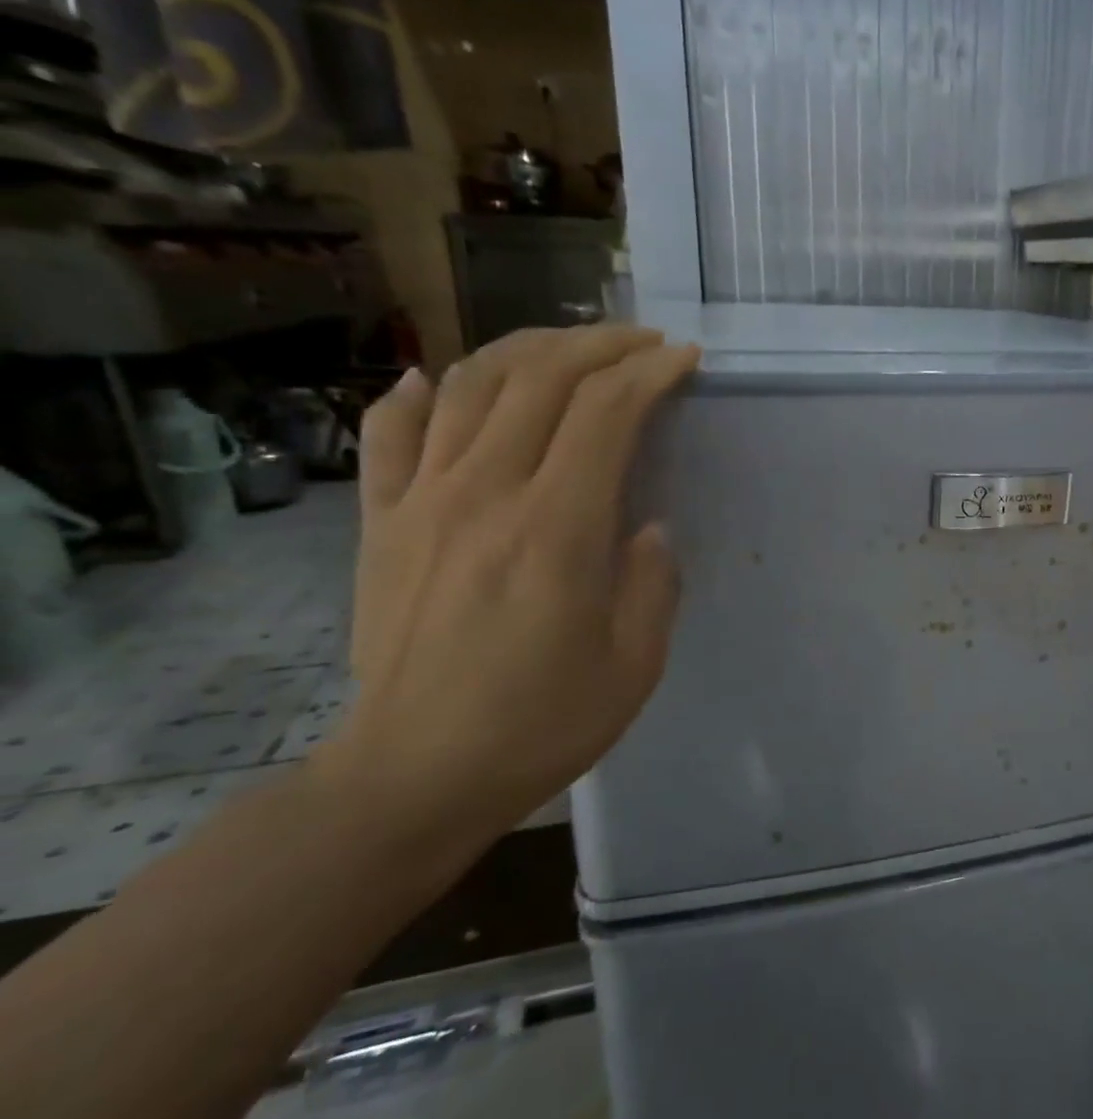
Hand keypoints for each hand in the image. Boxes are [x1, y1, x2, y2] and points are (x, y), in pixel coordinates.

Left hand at [323, 325, 699, 851]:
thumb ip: (653, 581)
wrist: (413, 775)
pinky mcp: (382, 523)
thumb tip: (645, 527)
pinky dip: (419, 394)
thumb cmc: (540, 724)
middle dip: (600, 346)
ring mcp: (422, 502)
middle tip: (643, 343)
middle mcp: (483, 494)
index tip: (684, 359)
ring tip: (571, 349)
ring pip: (471, 388)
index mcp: (555, 529)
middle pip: (541, 381)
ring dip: (528, 352)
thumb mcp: (635, 663)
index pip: (605, 413)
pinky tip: (441, 377)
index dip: (650, 374)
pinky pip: (392, 435)